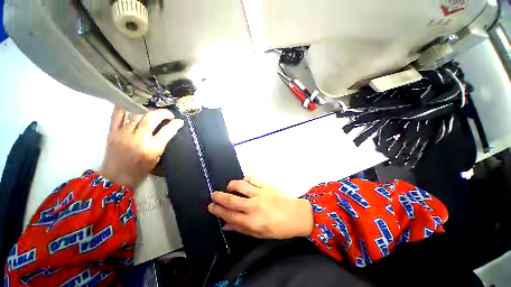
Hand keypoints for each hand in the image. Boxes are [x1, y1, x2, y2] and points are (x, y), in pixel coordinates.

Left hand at [99, 107, 183, 188]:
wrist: (116, 178)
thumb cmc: (140, 170)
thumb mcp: (156, 158)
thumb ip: (162, 143)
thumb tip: (169, 129)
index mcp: (151, 149)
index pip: (167, 131)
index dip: (175, 124)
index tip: (180, 121)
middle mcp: (138, 139)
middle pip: (151, 118)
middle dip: (163, 113)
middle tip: (168, 114)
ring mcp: (123, 134)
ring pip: (136, 114)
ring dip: (148, 110)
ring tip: (153, 113)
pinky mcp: (112, 132)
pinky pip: (117, 115)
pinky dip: (125, 107)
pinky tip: (133, 105)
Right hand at [208, 177, 313, 238]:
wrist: (296, 215)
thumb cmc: (278, 228)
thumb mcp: (259, 234)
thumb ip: (241, 229)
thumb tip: (226, 225)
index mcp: (252, 222)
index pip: (229, 215)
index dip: (218, 210)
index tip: (211, 206)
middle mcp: (253, 206)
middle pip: (231, 200)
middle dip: (219, 196)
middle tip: (213, 195)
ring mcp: (260, 193)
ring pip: (240, 185)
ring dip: (231, 185)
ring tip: (228, 187)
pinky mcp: (266, 185)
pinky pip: (253, 178)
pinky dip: (246, 178)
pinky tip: (244, 181)